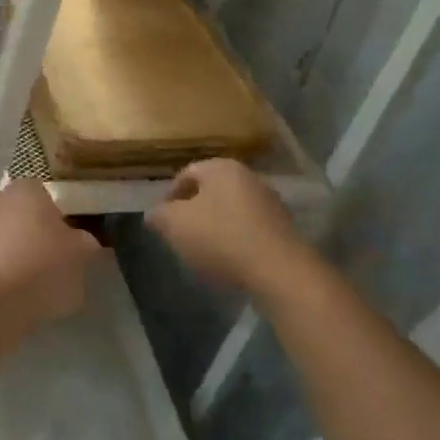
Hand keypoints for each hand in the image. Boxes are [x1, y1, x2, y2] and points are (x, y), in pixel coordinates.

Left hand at [0, 180, 99, 326]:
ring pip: (2, 242)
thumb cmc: (40, 265)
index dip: (59, 222)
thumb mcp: (80, 255)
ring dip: (14, 261)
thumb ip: (84, 245)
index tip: (69, 248)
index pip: (46, 197)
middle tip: (53, 269)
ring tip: (33, 294)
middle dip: (34, 240)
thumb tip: (83, 242)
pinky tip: (10, 303)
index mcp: (27, 188)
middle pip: (21, 218)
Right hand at [147, 158, 305, 294]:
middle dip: (194, 211)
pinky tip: (232, 262)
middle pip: (211, 191)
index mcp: (220, 167)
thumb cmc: (220, 238)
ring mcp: (269, 202)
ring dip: (217, 226)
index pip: (186, 174)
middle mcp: (247, 176)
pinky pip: (250, 229)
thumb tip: (154, 214)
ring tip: (206, 252)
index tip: (163, 220)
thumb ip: (159, 216)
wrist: (279, 271)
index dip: (170, 196)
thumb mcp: (175, 225)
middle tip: (182, 235)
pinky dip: (237, 240)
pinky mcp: (284, 229)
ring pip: (231, 210)